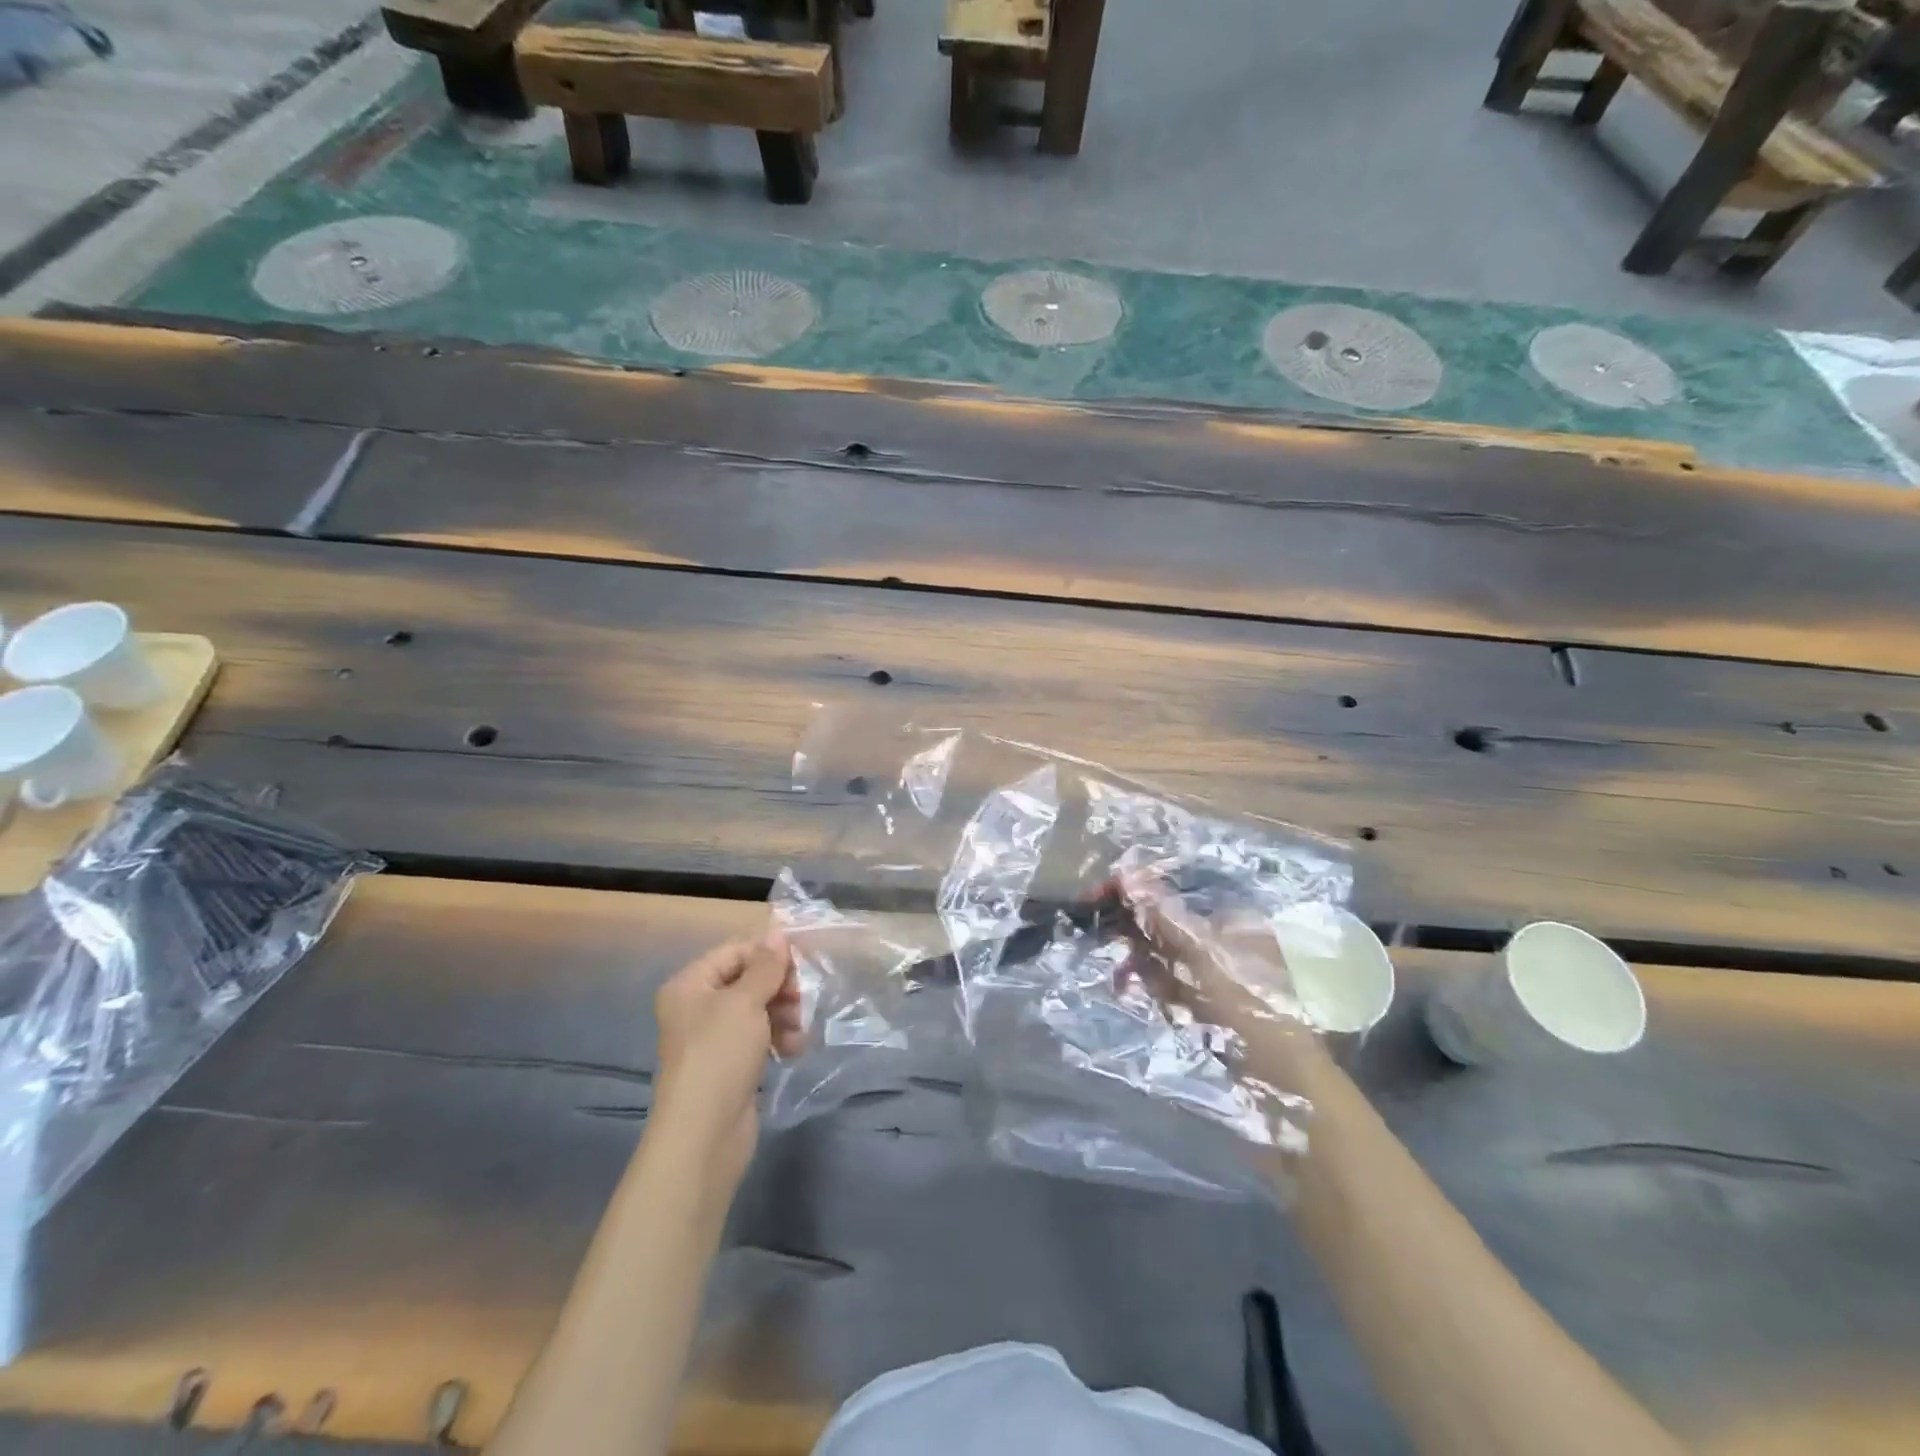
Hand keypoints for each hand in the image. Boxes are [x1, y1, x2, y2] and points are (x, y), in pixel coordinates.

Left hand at [651, 930, 804, 1192]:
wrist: (704, 1135)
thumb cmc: (719, 1056)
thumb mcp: (745, 1002)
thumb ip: (765, 966)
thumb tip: (777, 932)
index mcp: (690, 985)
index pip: (736, 951)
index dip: (769, 954)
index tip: (802, 963)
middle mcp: (697, 1006)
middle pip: (748, 979)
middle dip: (780, 988)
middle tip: (802, 1000)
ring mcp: (713, 1037)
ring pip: (758, 1008)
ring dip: (784, 1014)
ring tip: (799, 1032)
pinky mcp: (729, 1064)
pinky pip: (759, 1036)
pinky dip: (778, 1038)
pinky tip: (792, 1050)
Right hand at [1114, 870, 1322, 1090]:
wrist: (1283, 1078)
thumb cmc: (1248, 1003)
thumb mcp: (1201, 952)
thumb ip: (1162, 915)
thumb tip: (1126, 873)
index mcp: (1230, 916)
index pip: (1173, 892)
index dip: (1135, 891)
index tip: (1097, 896)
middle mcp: (1224, 938)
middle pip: (1165, 921)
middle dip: (1133, 929)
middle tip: (1100, 936)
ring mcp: (1215, 971)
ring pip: (1162, 954)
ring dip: (1137, 961)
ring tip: (1121, 978)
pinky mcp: (1207, 1001)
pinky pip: (1169, 982)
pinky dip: (1151, 985)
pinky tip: (1136, 993)